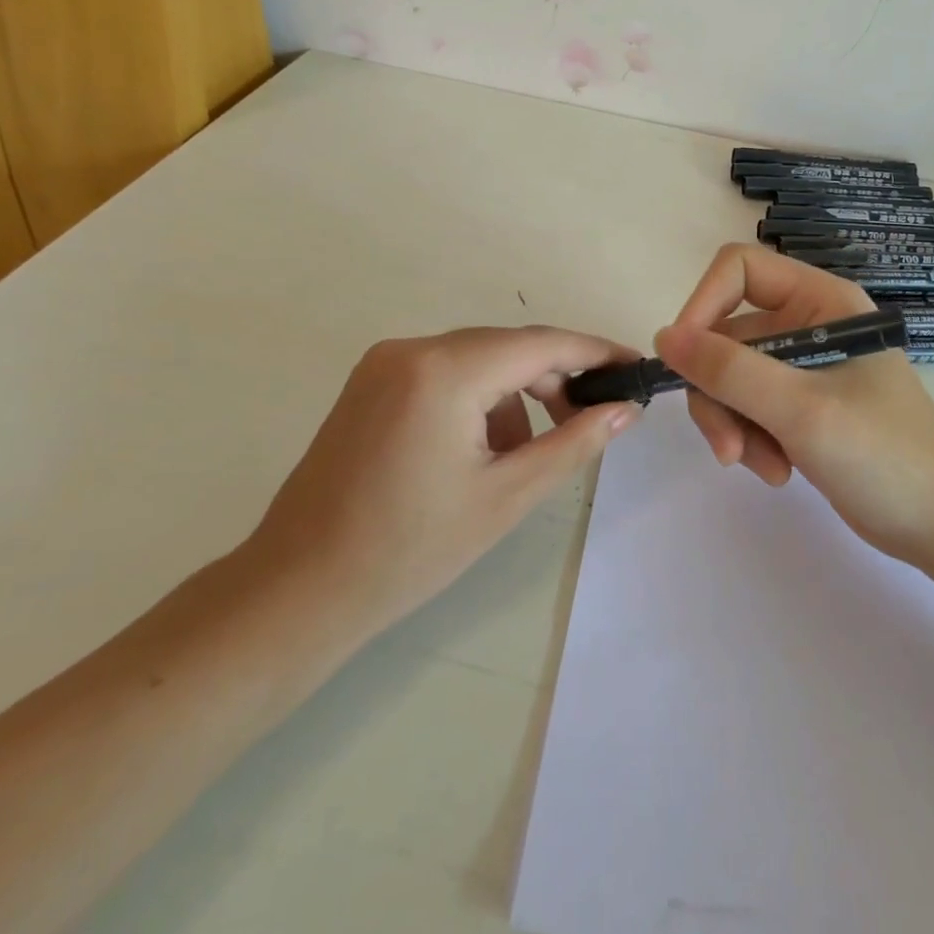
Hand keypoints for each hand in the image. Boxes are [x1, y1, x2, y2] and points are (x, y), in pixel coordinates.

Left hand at [243, 326, 640, 640]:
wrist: (299, 589)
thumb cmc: (409, 550)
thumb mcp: (506, 497)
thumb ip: (573, 444)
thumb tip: (625, 409)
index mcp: (444, 371)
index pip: (540, 344)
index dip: (594, 352)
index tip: (634, 366)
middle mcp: (412, 348)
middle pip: (507, 347)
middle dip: (554, 378)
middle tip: (590, 419)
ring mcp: (385, 362)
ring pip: (476, 360)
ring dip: (514, 393)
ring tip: (527, 453)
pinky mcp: (371, 382)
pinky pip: (444, 373)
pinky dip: (477, 399)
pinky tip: (482, 449)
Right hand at [654, 244, 933, 569]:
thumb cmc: (885, 455)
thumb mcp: (801, 409)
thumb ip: (729, 370)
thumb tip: (663, 337)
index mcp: (820, 301)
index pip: (739, 270)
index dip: (703, 306)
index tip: (684, 360)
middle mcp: (808, 324)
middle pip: (727, 336)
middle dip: (719, 393)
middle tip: (728, 447)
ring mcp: (803, 367)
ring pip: (731, 377)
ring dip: (734, 424)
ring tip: (763, 466)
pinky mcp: (800, 406)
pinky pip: (749, 407)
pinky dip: (752, 439)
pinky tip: (778, 470)